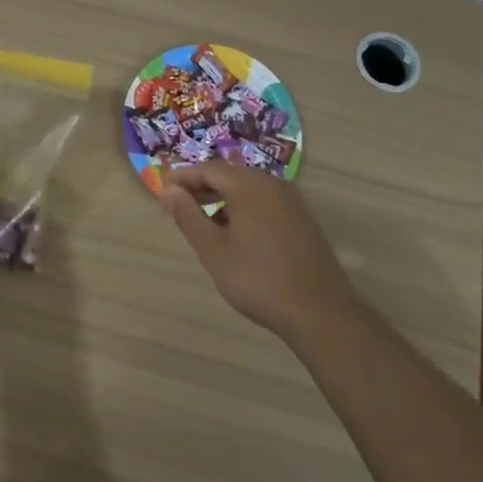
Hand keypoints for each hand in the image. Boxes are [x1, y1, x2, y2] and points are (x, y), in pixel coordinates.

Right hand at [160, 163, 360, 342]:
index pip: (207, 169)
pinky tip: (235, 234)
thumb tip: (168, 190)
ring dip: (222, 199)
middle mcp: (272, 183)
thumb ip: (188, 216)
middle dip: (201, 187)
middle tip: (178, 208)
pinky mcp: (302, 219)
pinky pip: (264, 202)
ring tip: (203, 223)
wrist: (320, 312)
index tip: (162, 195)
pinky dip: (243, 209)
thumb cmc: (258, 279)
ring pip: (247, 189)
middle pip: (228, 175)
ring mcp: (291, 200)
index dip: (182, 179)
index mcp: (248, 185)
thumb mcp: (213, 250)